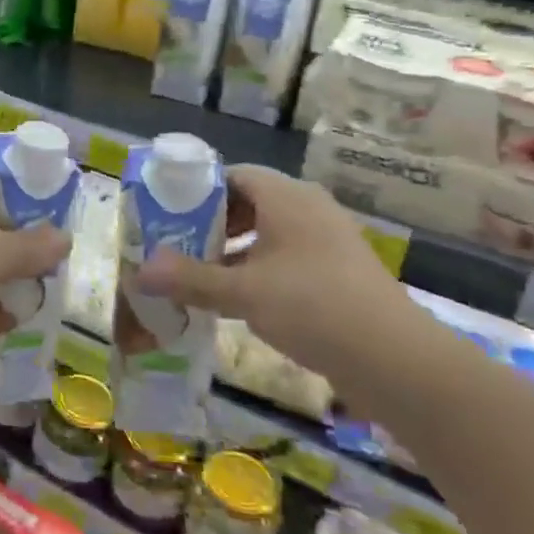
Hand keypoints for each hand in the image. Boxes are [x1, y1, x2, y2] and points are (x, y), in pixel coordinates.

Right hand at [136, 166, 417, 372]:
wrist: (394, 358)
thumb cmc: (312, 306)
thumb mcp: (242, 292)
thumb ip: (190, 278)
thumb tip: (139, 271)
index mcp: (286, 198)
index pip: (235, 176)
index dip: (200, 192)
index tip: (171, 215)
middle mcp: (309, 209)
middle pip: (251, 202)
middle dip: (213, 224)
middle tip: (181, 247)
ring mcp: (329, 240)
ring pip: (270, 232)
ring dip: (236, 250)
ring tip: (204, 276)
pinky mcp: (340, 271)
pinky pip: (289, 256)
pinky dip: (261, 269)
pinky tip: (243, 300)